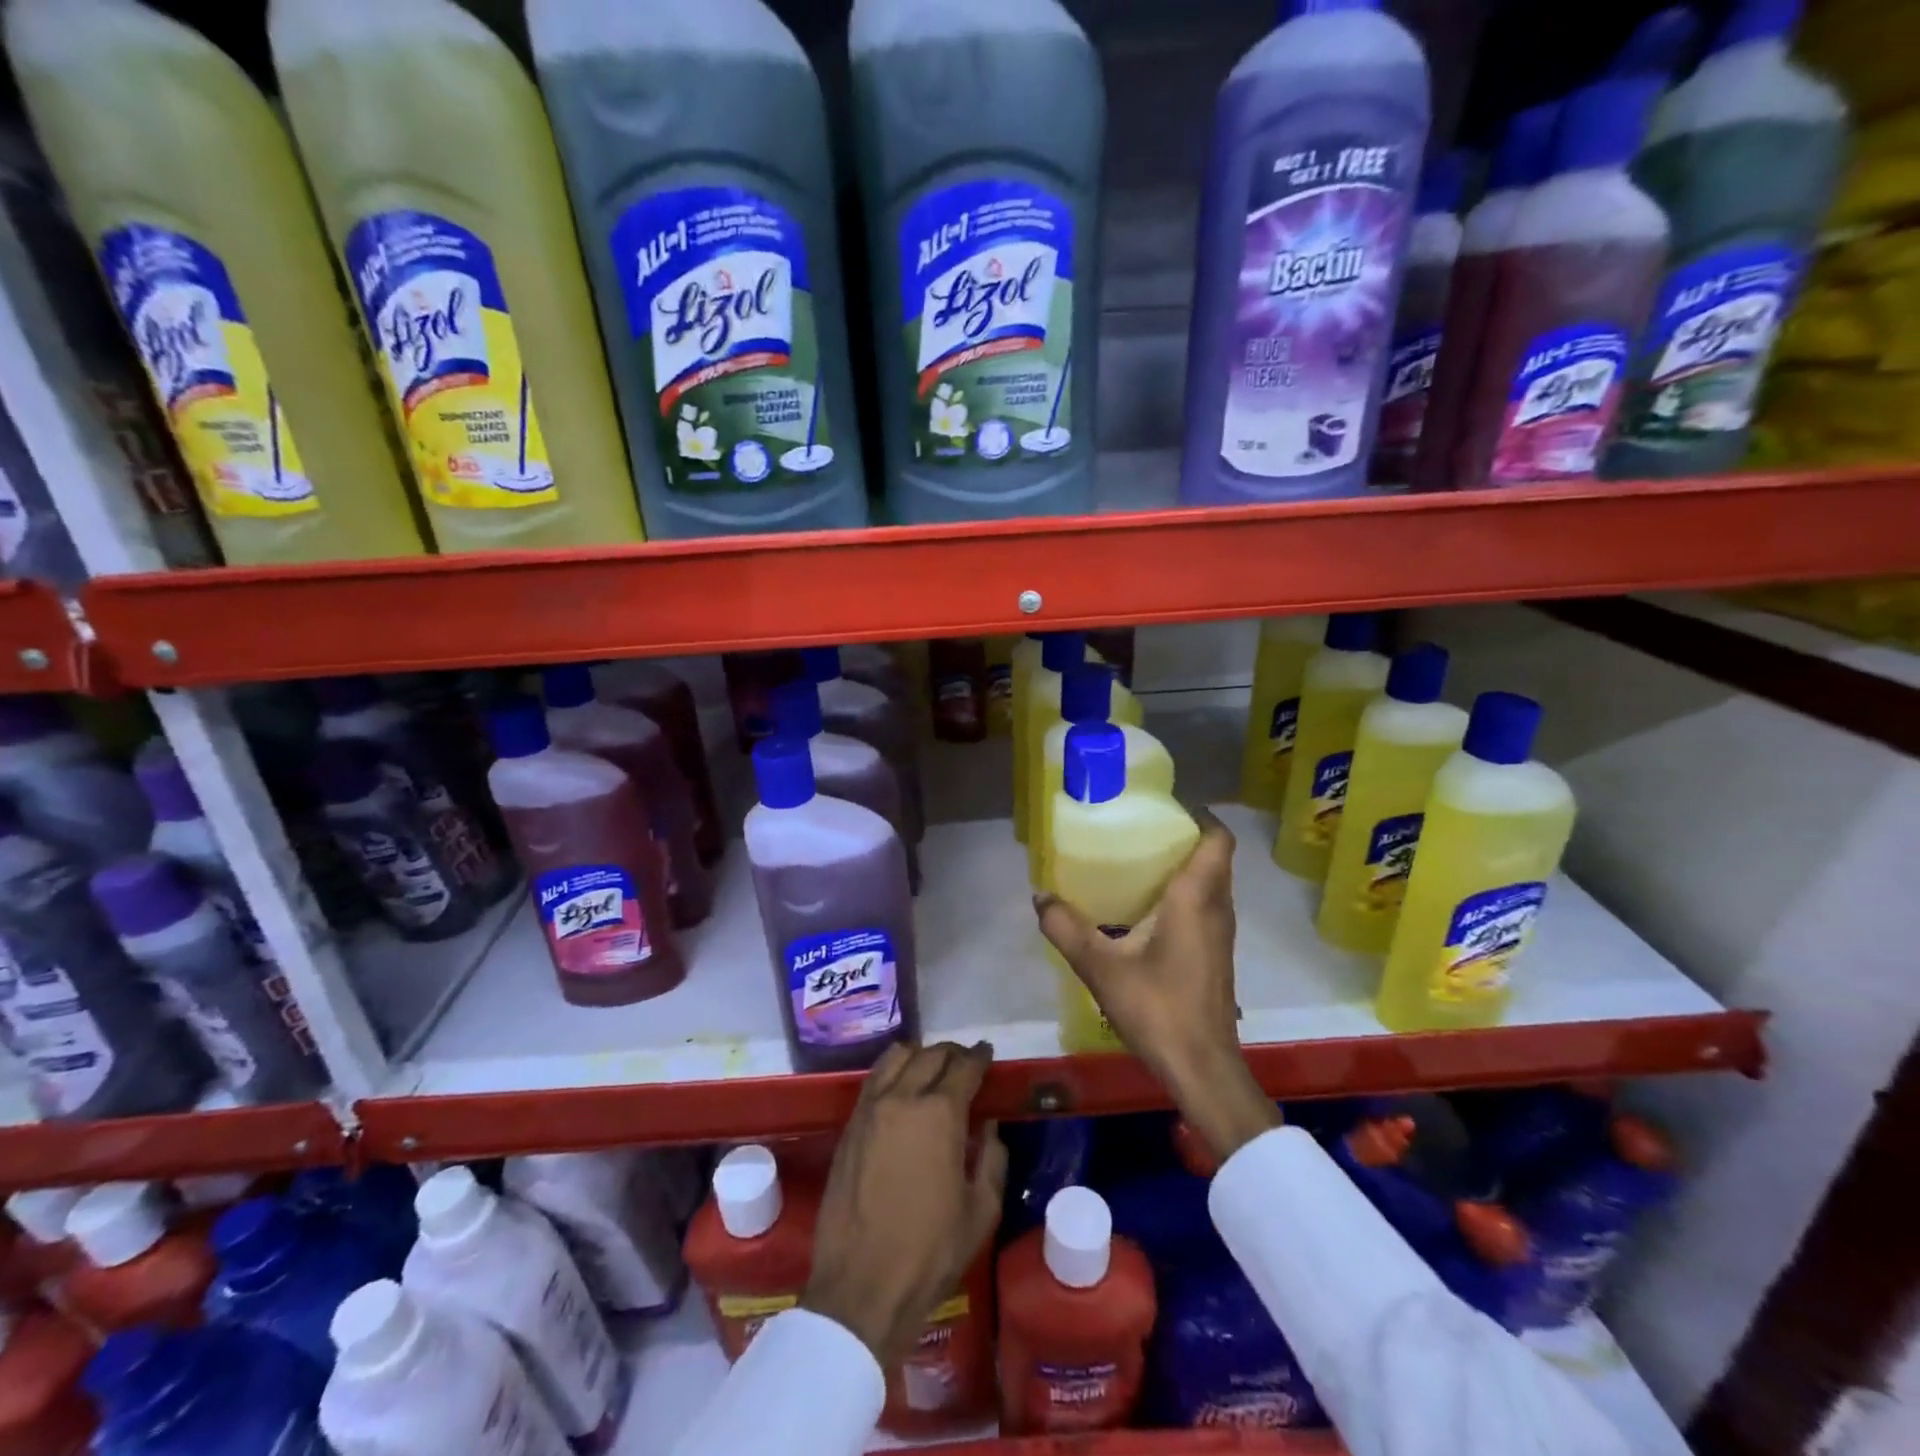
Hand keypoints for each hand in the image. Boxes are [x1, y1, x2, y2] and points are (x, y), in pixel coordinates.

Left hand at [803, 1042, 1008, 1365]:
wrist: (861, 1288)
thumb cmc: (930, 1253)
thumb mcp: (980, 1212)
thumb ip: (991, 1159)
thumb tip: (989, 1128)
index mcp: (940, 1114)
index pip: (964, 1067)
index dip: (979, 1057)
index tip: (987, 1053)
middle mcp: (903, 1098)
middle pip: (930, 1055)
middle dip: (952, 1054)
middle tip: (965, 1063)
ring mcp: (870, 1109)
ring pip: (896, 1057)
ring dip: (919, 1056)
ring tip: (931, 1069)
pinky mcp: (849, 1126)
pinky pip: (873, 1080)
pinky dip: (892, 1072)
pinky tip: (901, 1089)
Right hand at [1034, 811, 1278, 1164]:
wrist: (1202, 1068)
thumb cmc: (1157, 1009)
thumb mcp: (1100, 968)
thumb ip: (1066, 928)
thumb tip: (1039, 896)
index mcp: (1196, 898)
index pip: (1217, 839)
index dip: (1199, 815)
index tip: (1164, 807)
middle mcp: (1217, 907)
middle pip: (1213, 857)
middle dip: (1183, 837)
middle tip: (1139, 829)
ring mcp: (1221, 933)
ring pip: (1211, 883)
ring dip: (1185, 866)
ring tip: (1138, 861)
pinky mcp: (1216, 954)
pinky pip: (1206, 905)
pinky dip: (1184, 893)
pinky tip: (1146, 908)